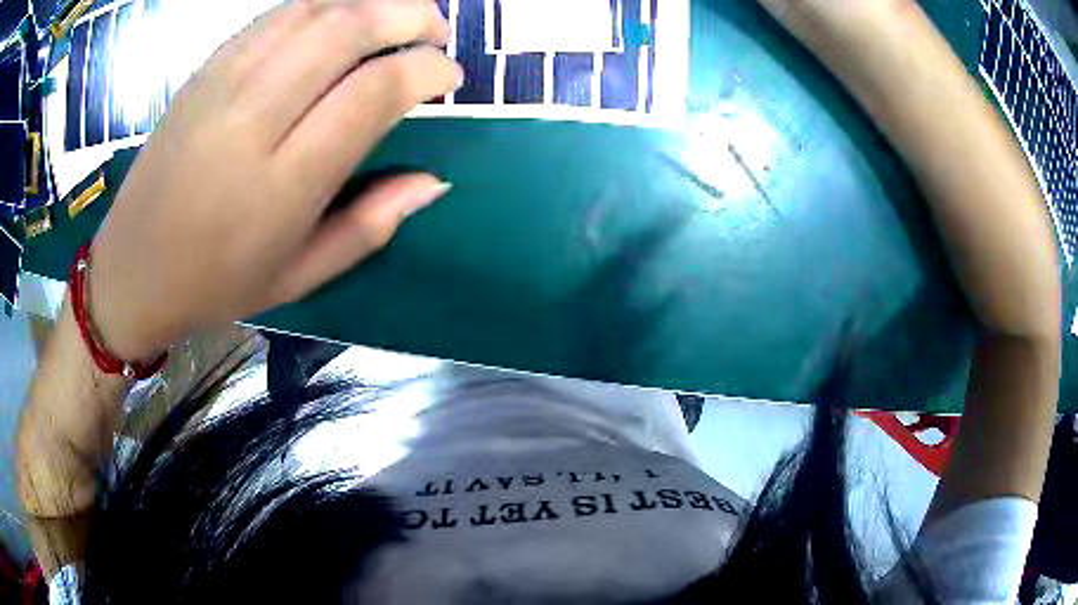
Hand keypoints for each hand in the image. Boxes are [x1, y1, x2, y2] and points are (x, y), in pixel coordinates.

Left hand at [86, 0, 462, 360]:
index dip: (426, 69)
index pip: (373, 92)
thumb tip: (434, 180)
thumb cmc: (216, 284)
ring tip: (397, 16)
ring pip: (313, 9)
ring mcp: (222, 85)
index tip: (448, 76)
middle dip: (410, 16)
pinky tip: (340, 18)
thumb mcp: (299, 277)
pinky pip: (275, 15)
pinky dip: (322, 4)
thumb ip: (370, 226)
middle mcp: (252, 119)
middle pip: (347, 30)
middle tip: (436, 30)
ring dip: (370, 2)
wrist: (132, 270)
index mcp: (282, 184)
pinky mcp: (204, 70)